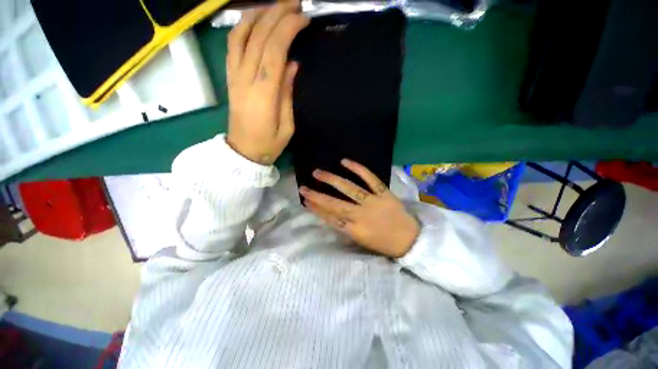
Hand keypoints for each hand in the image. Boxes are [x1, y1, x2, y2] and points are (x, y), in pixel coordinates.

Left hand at [226, 3, 308, 164]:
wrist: (243, 152)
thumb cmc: (269, 144)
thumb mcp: (287, 126)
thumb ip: (287, 94)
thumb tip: (292, 65)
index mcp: (264, 93)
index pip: (274, 49)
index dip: (288, 29)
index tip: (303, 19)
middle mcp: (245, 78)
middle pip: (258, 36)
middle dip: (276, 14)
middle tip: (295, 4)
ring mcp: (234, 76)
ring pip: (241, 34)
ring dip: (258, 14)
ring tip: (275, 6)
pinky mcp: (230, 77)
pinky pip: (232, 45)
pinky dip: (242, 27)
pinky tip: (253, 20)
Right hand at [300, 159, 420, 257]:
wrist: (409, 240)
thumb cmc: (383, 243)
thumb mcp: (360, 240)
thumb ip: (344, 227)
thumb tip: (329, 214)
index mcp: (355, 230)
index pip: (330, 218)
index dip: (316, 209)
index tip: (305, 200)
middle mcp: (361, 215)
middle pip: (335, 204)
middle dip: (317, 195)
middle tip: (303, 187)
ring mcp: (373, 202)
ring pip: (349, 189)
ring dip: (332, 180)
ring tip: (318, 172)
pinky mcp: (384, 193)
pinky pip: (371, 179)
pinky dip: (358, 169)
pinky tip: (345, 161)